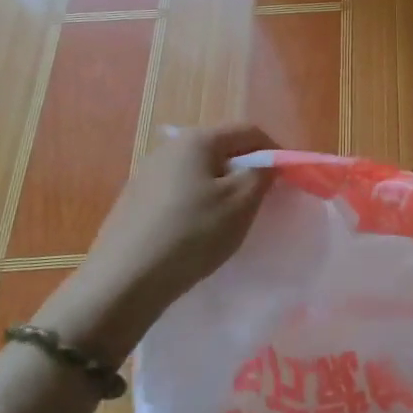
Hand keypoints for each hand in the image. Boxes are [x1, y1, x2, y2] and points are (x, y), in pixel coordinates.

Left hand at [51, 124, 275, 360]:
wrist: (124, 282)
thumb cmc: (192, 234)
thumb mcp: (241, 203)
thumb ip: (263, 175)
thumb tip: (267, 164)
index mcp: (197, 140)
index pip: (249, 131)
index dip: (276, 151)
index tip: (289, 180)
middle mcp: (169, 148)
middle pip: (222, 149)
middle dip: (248, 170)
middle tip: (263, 201)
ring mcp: (147, 175)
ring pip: (200, 172)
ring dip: (222, 188)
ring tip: (232, 219)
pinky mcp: (134, 202)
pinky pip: (179, 193)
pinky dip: (198, 204)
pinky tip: (198, 233)